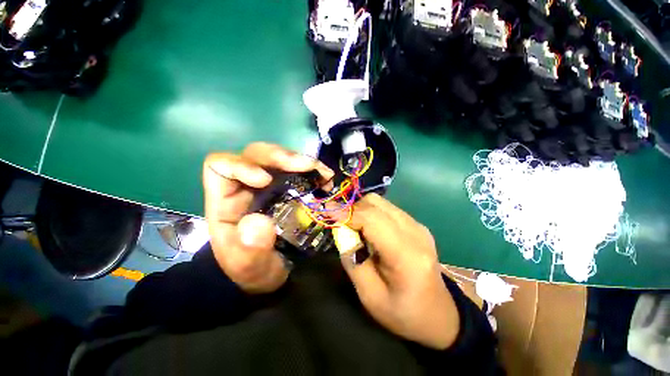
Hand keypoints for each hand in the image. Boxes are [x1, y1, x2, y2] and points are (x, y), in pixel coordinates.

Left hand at [203, 143, 332, 293]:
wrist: (269, 273)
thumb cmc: (253, 269)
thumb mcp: (249, 267)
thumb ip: (250, 250)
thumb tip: (259, 223)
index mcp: (226, 201)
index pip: (220, 166)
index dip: (241, 165)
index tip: (266, 180)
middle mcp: (247, 186)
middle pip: (257, 154)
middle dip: (281, 156)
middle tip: (307, 166)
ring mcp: (270, 185)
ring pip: (279, 158)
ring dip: (302, 161)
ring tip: (323, 173)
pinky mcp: (288, 188)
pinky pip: (298, 170)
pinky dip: (313, 170)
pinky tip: (325, 178)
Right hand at [342, 194, 459, 349]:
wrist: (438, 315)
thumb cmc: (402, 312)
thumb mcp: (370, 296)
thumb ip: (352, 259)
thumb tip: (340, 228)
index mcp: (406, 255)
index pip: (372, 220)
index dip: (347, 213)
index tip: (326, 211)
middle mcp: (415, 232)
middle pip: (376, 204)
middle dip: (352, 209)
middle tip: (338, 223)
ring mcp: (418, 225)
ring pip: (380, 202)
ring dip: (361, 209)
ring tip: (353, 227)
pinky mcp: (416, 224)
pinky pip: (387, 208)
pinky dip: (371, 212)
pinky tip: (368, 229)